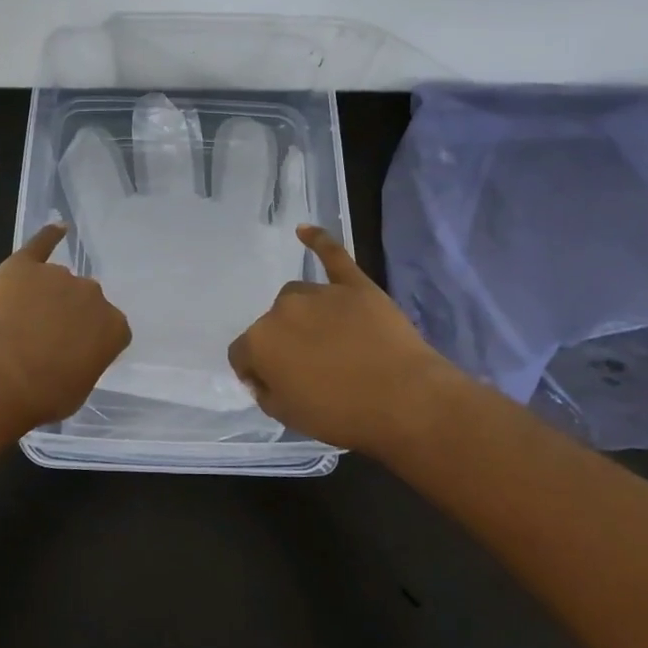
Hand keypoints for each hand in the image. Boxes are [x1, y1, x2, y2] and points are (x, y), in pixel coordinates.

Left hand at [0, 223, 131, 427]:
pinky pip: (41, 244)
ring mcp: (59, 276)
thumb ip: (83, 363)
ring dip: (46, 297)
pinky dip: (49, 236)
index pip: (111, 329)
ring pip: (58, 282)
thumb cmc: (41, 395)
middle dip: (69, 317)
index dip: (91, 342)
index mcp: (113, 327)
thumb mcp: (77, 390)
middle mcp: (92, 295)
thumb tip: (71, 355)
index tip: (74, 356)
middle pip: (85, 301)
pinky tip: (57, 228)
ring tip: (20, 322)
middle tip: (45, 341)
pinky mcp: (24, 264)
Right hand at [228, 226, 458, 454]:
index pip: (242, 353)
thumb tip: (260, 375)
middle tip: (312, 369)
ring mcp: (319, 293)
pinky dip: (318, 241)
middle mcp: (282, 309)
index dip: (256, 371)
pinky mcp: (354, 284)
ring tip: (331, 341)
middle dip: (284, 343)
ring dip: (305, 316)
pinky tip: (305, 230)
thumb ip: (265, 391)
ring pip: (299, 298)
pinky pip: (332, 254)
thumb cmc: (343, 415)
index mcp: (260, 342)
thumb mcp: (289, 416)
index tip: (278, 386)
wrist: (405, 401)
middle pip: (272, 323)